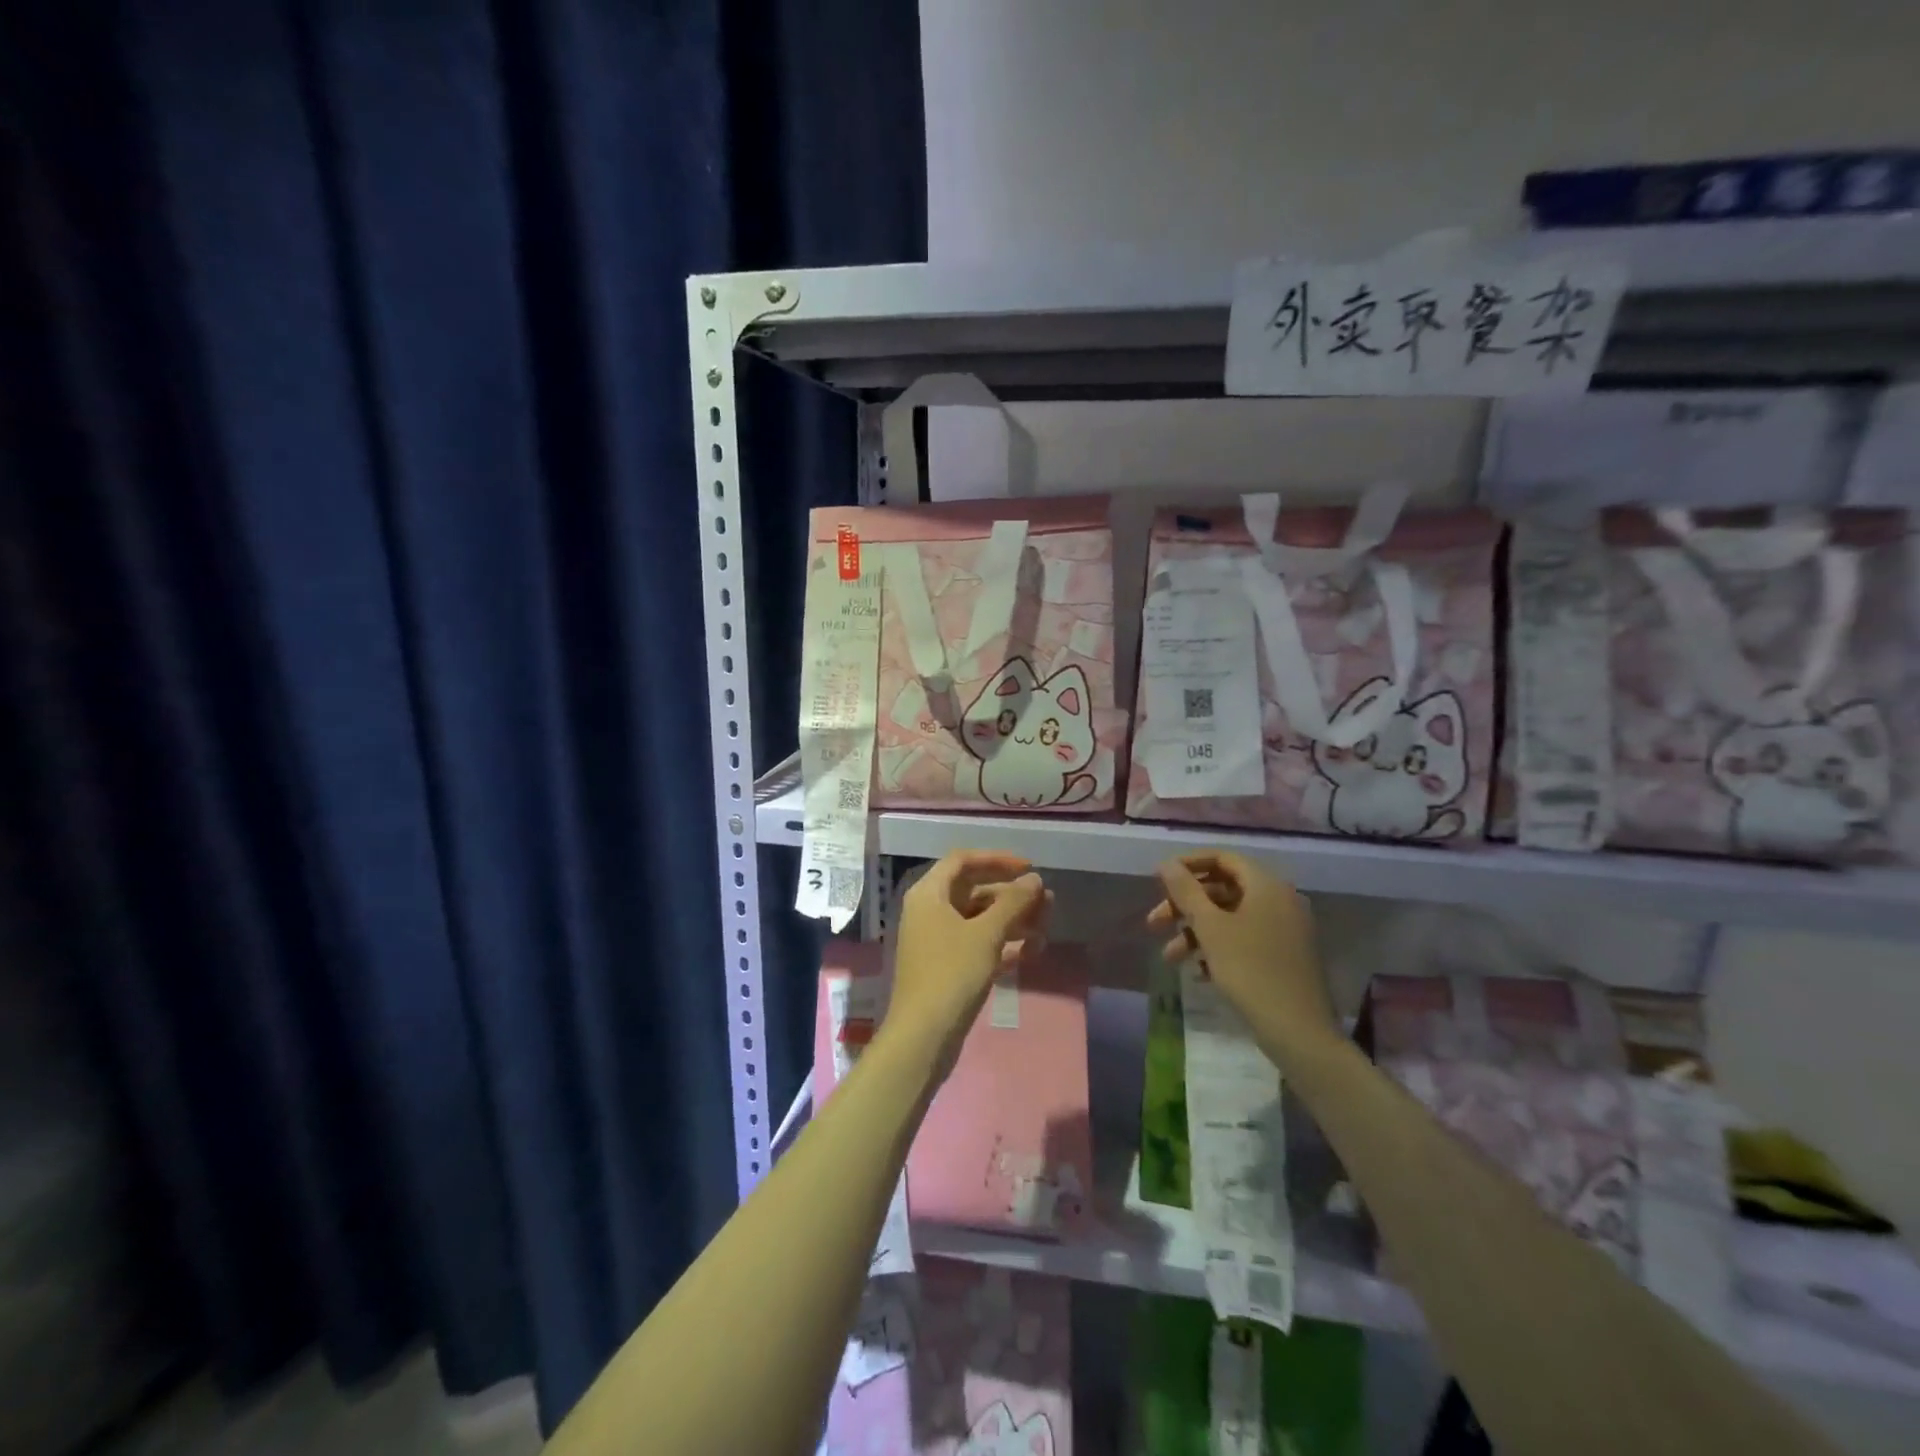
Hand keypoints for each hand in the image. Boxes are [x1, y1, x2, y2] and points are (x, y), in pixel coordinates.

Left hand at [885, 851, 1048, 1078]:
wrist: (923, 1037)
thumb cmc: (952, 974)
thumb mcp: (986, 934)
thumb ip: (1013, 903)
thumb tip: (1034, 879)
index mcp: (929, 894)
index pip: (963, 861)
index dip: (997, 860)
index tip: (1029, 868)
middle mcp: (929, 911)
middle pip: (974, 890)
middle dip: (1011, 895)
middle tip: (1047, 902)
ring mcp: (937, 941)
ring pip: (979, 919)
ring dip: (1012, 920)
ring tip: (1046, 929)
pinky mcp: (947, 967)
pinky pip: (977, 944)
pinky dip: (1002, 944)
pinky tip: (1032, 952)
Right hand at [1147, 850, 1337, 1065]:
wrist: (1299, 1032)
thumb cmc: (1250, 970)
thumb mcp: (1210, 928)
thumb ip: (1186, 892)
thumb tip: (1166, 863)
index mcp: (1266, 885)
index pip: (1222, 858)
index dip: (1187, 865)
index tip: (1157, 880)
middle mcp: (1280, 900)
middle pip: (1223, 889)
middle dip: (1185, 906)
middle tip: (1154, 923)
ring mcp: (1285, 929)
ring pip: (1230, 917)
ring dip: (1196, 932)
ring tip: (1170, 958)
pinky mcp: (1284, 956)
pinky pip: (1245, 939)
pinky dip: (1218, 948)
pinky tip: (1199, 972)